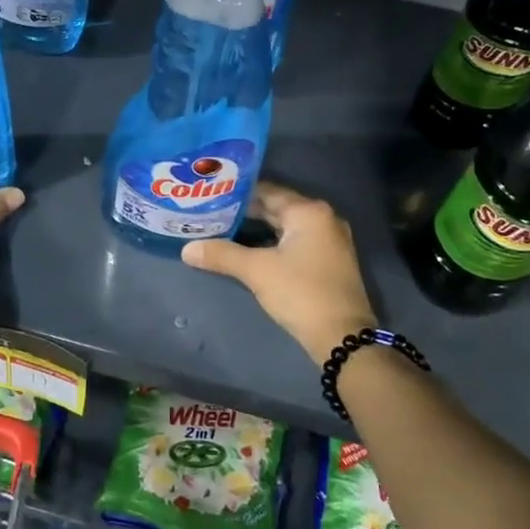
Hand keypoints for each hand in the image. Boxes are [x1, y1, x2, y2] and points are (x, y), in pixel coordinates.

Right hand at [181, 182, 376, 359]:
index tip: (210, 194)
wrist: (342, 337)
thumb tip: (187, 249)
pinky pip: (293, 242)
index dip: (236, 193)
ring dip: (255, 228)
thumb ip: (221, 254)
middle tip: (210, 211)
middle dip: (244, 212)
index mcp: (308, 211)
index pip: (266, 190)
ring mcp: (328, 241)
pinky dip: (270, 243)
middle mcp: (322, 219)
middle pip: (276, 207)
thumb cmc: (301, 293)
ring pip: (283, 227)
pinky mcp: (327, 261)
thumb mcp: (257, 271)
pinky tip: (246, 250)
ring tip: (221, 228)